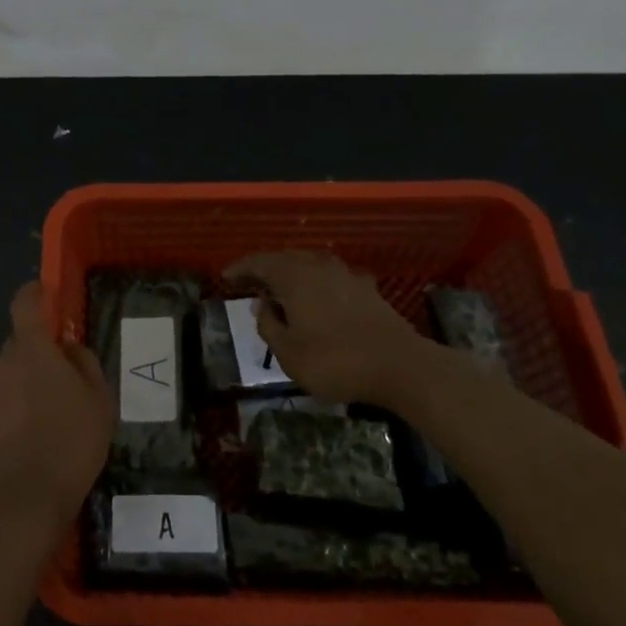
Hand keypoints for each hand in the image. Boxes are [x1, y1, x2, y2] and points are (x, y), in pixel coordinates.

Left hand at [0, 282, 114, 533]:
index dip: (34, 294)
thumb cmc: (72, 443)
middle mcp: (2, 364)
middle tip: (62, 380)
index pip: (24, 304)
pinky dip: (11, 408)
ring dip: (24, 383)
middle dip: (37, 352)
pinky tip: (29, 437)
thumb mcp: (99, 401)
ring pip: (8, 374)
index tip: (44, 294)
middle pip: (19, 344)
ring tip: (48, 416)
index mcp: (32, 351)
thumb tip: (67, 348)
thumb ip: (83, 363)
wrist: (26, 499)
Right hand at [224, 251, 425, 403]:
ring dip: (292, 275)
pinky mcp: (367, 290)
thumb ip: (269, 325)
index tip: (225, 278)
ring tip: (280, 291)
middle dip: (265, 269)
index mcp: (295, 277)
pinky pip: (331, 278)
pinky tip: (317, 299)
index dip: (240, 269)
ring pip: (311, 265)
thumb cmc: (335, 361)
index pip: (260, 262)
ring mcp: (347, 275)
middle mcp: (319, 266)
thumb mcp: (288, 352)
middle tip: (249, 283)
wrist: (401, 366)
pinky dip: (316, 284)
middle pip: (285, 259)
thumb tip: (262, 305)